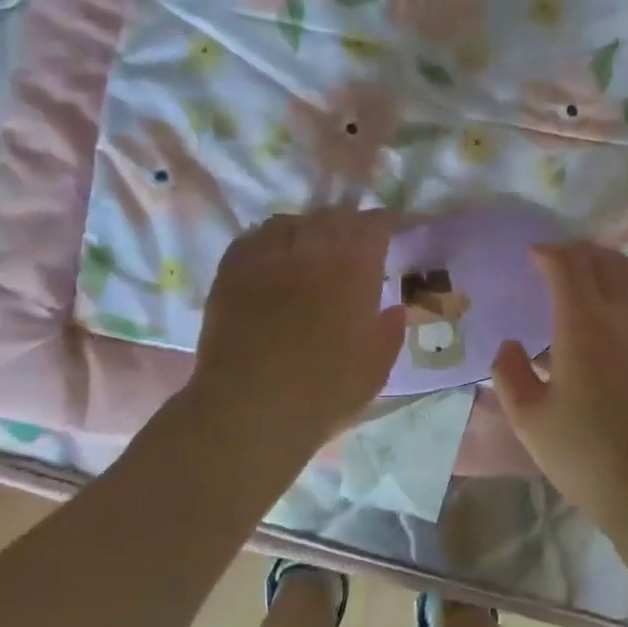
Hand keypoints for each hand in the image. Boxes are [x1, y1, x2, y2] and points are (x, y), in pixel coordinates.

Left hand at [189, 208, 404, 450]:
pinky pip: (254, 238)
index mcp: (353, 270)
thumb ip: (390, 332)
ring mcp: (268, 258)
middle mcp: (312, 252)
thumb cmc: (324, 391)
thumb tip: (395, 309)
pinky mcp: (232, 272)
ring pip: (292, 222)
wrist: (251, 408)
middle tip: (355, 239)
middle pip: (333, 217)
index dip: (386, 221)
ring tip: (313, 244)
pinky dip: (271, 239)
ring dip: (309, 228)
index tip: (394, 227)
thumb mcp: (375, 368)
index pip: (373, 225)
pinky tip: (274, 255)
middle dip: (348, 223)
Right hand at [490, 241, 627, 520]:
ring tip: (572, 304)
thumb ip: (510, 374)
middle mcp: (621, 322)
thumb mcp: (528, 419)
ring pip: (627, 290)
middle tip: (554, 263)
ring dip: (599, 281)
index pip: (568, 265)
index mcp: (583, 325)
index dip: (548, 252)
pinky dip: (613, 313)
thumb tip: (511, 347)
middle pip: (608, 262)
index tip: (531, 256)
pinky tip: (596, 349)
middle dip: (580, 252)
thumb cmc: (583, 453)